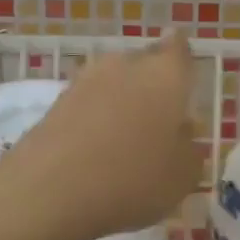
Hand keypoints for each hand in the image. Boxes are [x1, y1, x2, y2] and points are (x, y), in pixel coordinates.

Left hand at [1, 33, 200, 239]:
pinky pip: (86, 105)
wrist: (50, 191)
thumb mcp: (183, 176)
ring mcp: (85, 81)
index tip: (182, 69)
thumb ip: (188, 148)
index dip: (181, 56)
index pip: (178, 48)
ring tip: (125, 138)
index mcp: (166, 75)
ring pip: (112, 83)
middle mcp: (126, 66)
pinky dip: (93, 121)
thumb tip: (181, 132)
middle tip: (158, 117)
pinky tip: (95, 150)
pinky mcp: (55, 103)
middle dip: (151, 84)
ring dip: (120, 103)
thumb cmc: (134, 179)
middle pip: (143, 64)